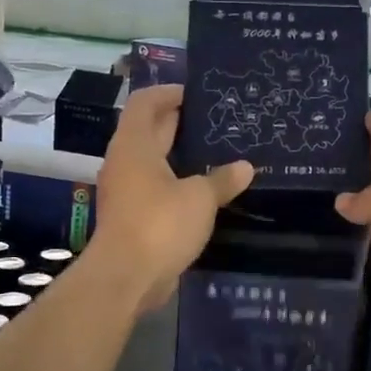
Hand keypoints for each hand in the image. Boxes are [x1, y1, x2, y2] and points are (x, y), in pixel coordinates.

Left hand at [90, 85, 252, 317]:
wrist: (126, 278)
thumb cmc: (160, 224)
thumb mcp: (200, 198)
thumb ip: (222, 179)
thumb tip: (246, 167)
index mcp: (134, 145)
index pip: (144, 103)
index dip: (168, 93)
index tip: (196, 94)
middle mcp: (125, 162)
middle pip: (149, 130)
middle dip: (179, 122)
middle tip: (215, 120)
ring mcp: (126, 191)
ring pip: (153, 161)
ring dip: (179, 155)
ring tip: (215, 152)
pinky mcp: (132, 216)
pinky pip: (156, 187)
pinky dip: (177, 182)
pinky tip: (204, 189)